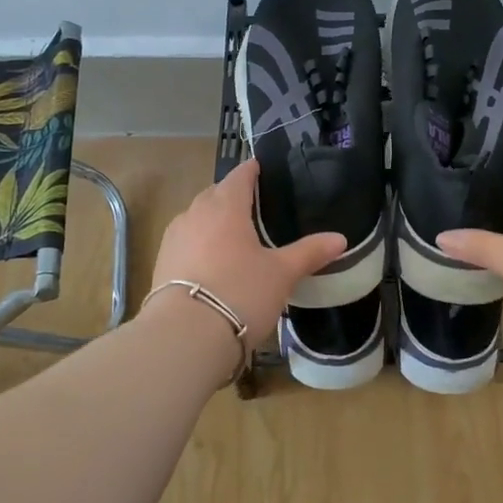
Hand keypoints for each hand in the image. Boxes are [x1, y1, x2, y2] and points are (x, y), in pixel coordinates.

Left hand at [147, 159, 346, 352]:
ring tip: (232, 234)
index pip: (239, 176)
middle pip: (214, 194)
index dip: (251, 171)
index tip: (260, 168)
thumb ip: (310, 253)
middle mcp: (195, 214)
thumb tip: (340, 238)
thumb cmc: (240, 292)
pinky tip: (211, 261)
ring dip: (212, 219)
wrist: (185, 334)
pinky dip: (199, 243)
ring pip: (196, 217)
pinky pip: (185, 241)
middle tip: (252, 205)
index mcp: (226, 206)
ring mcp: (174, 238)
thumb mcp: (282, 274)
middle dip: (230, 194)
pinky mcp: (162, 262)